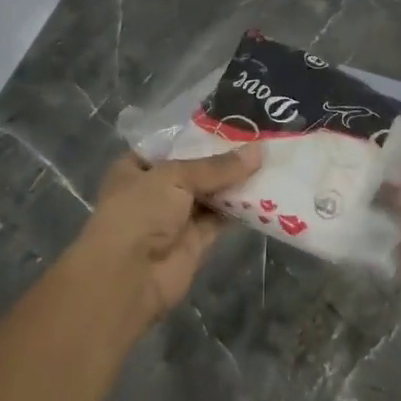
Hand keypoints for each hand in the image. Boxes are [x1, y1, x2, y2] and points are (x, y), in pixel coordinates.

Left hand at [71, 147, 260, 326]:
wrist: (130, 277)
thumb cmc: (139, 213)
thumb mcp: (175, 177)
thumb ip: (217, 166)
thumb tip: (259, 151)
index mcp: (137, 167)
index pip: (171, 144)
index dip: (200, 134)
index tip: (234, 122)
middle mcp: (155, 190)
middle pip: (195, 169)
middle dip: (224, 158)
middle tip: (261, 138)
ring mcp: (175, 217)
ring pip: (211, 194)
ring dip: (236, 182)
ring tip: (270, 159)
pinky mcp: (195, 241)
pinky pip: (221, 218)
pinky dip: (240, 208)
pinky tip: (266, 191)